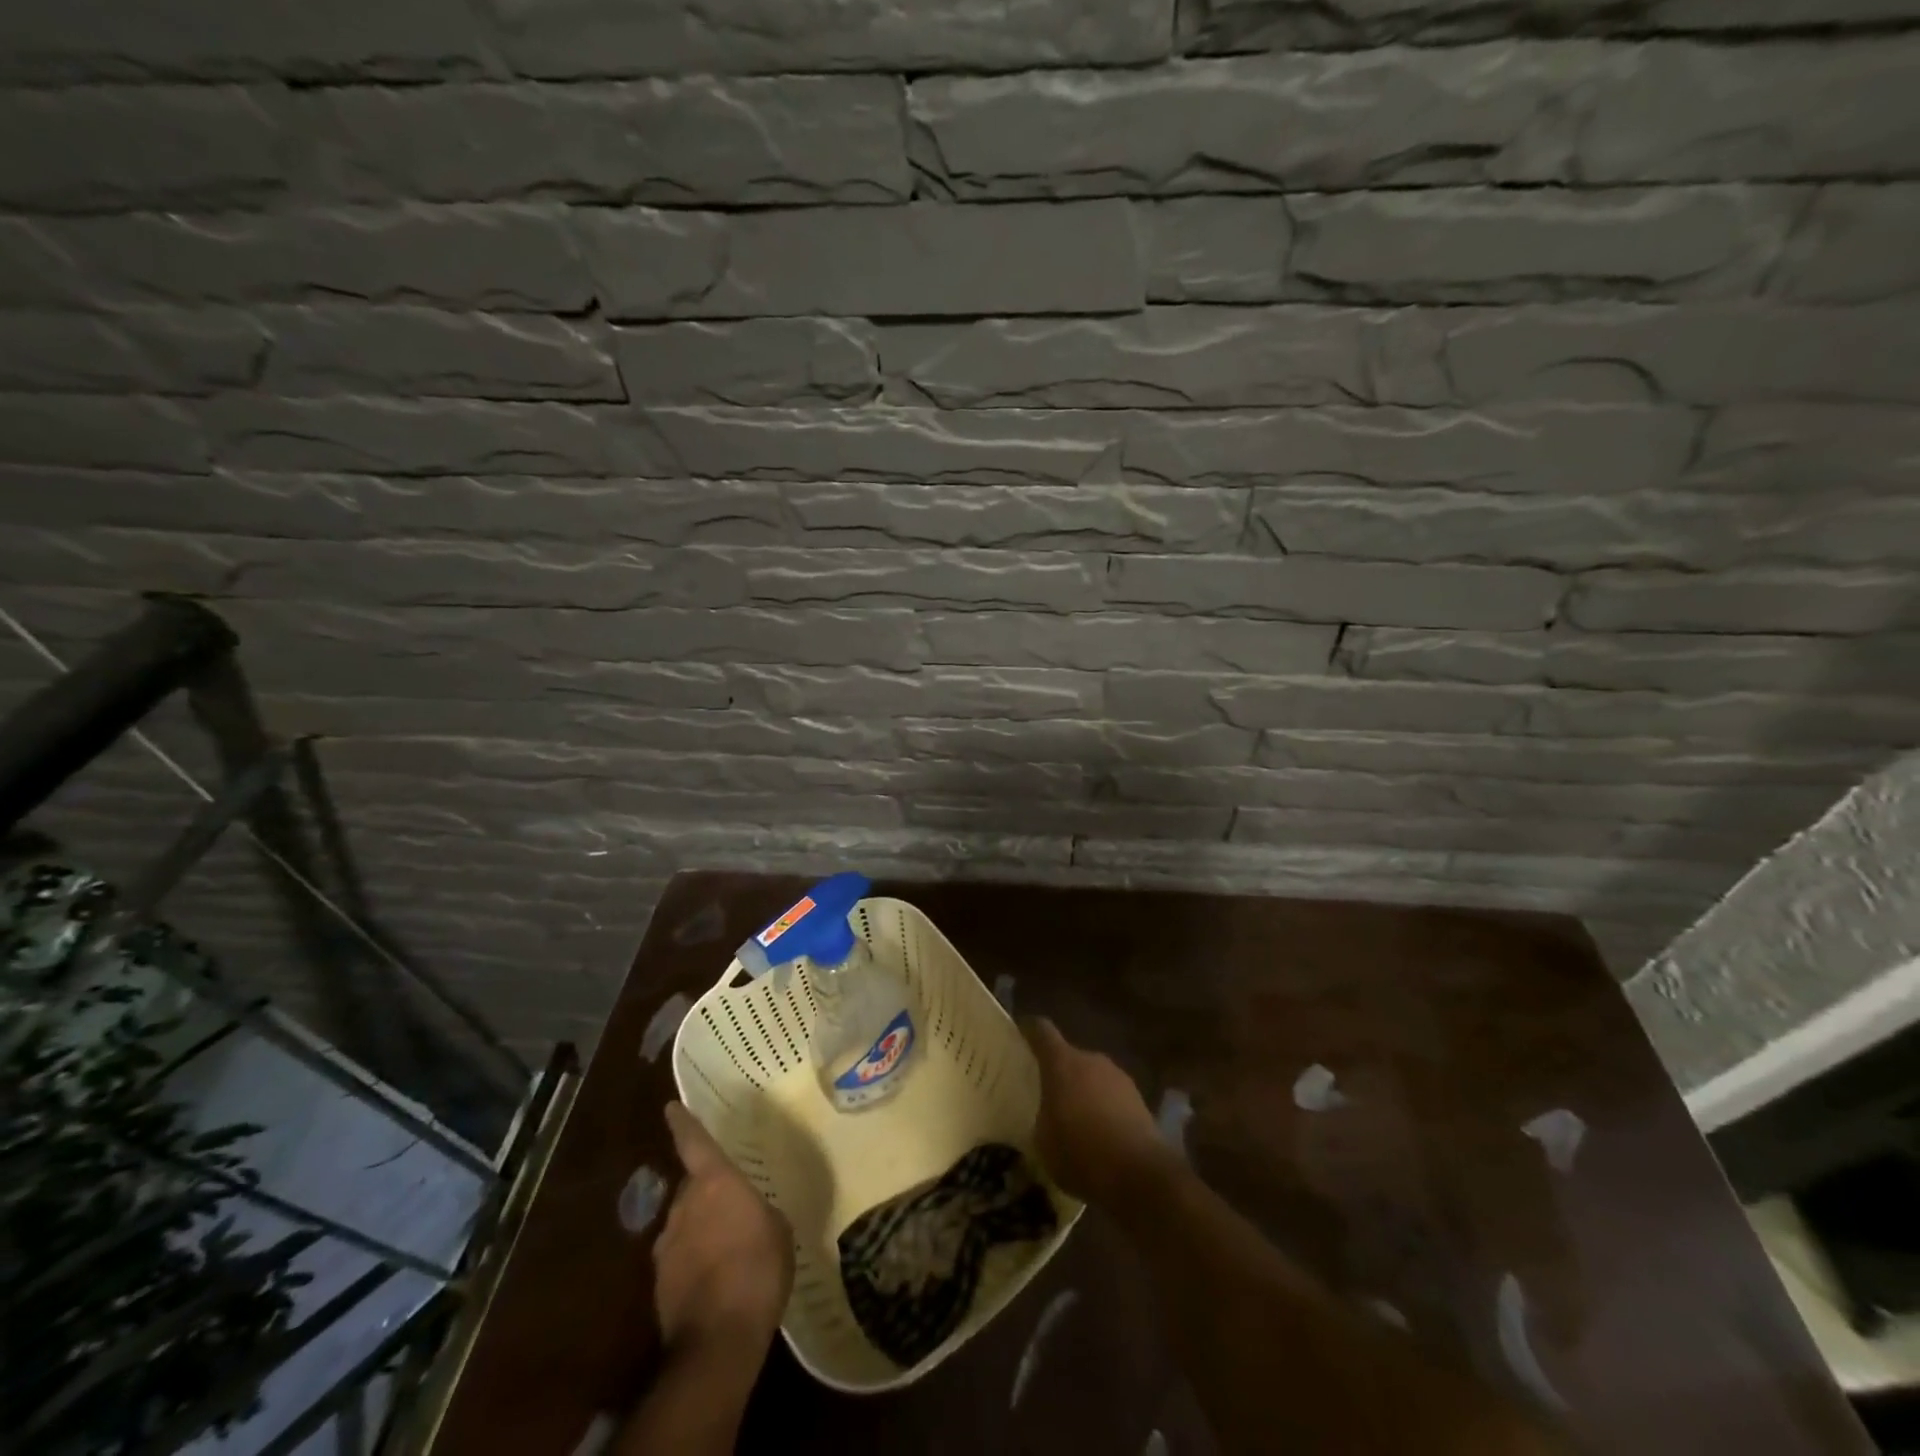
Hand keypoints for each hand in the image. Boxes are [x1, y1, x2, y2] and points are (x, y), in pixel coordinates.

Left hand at [651, 1102, 794, 1356]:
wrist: (717, 1340)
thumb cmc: (758, 1269)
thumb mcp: (778, 1230)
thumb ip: (760, 1212)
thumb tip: (750, 1215)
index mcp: (714, 1183)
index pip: (694, 1143)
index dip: (684, 1123)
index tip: (670, 1107)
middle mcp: (684, 1206)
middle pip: (692, 1187)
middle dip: (706, 1192)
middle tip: (731, 1204)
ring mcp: (667, 1245)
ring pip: (684, 1223)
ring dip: (701, 1229)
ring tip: (728, 1248)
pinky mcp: (660, 1283)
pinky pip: (680, 1258)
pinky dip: (695, 1261)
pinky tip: (716, 1280)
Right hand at [1021, 1017, 1174, 1206]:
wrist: (1140, 1173)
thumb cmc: (1080, 1152)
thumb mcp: (1043, 1143)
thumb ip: (1042, 1119)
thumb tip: (1046, 1117)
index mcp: (1062, 1063)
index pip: (1042, 1031)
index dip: (1030, 1030)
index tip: (1021, 1032)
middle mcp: (1091, 1060)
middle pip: (1070, 1056)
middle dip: (1060, 1073)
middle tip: (1048, 1095)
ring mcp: (1118, 1077)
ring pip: (1093, 1077)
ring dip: (1084, 1092)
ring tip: (1075, 1120)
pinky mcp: (1139, 1099)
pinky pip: (1112, 1097)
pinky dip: (1104, 1108)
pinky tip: (1100, 1135)